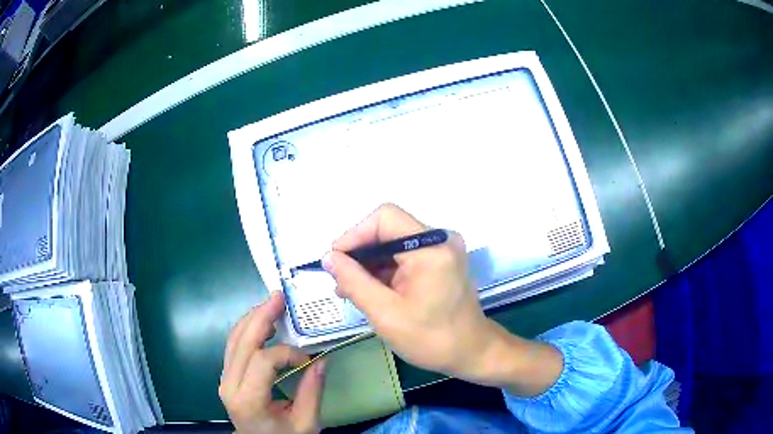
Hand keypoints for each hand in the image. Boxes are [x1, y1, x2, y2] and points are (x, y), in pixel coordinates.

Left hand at [219, 292, 325, 433]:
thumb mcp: (305, 423)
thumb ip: (312, 391)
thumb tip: (321, 359)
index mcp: (248, 400)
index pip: (263, 361)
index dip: (287, 353)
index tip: (308, 359)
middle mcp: (229, 385)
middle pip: (242, 343)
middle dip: (261, 317)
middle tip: (278, 297)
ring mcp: (224, 379)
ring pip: (234, 340)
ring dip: (252, 319)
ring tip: (271, 304)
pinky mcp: (227, 376)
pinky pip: (234, 346)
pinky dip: (247, 330)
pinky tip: (260, 322)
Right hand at [323, 204, 561, 395]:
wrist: (472, 352)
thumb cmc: (431, 339)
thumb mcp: (385, 313)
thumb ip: (354, 281)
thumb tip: (328, 256)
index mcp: (431, 248)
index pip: (384, 218)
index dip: (354, 235)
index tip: (335, 262)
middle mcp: (440, 239)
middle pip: (388, 229)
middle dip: (360, 253)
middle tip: (340, 282)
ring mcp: (442, 248)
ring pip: (394, 243)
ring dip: (370, 264)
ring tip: (351, 291)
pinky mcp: (441, 260)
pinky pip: (405, 255)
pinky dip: (385, 270)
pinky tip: (371, 290)